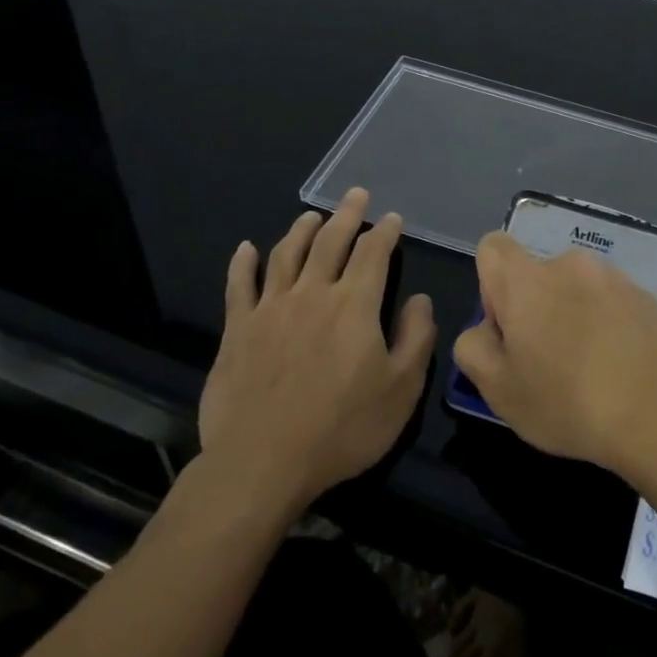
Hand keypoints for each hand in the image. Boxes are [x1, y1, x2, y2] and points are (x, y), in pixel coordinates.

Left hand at [197, 188, 435, 518]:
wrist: (262, 462)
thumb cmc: (342, 428)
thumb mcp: (401, 390)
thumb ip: (416, 338)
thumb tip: (420, 299)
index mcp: (355, 305)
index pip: (373, 254)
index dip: (384, 232)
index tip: (392, 218)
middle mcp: (313, 293)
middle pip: (330, 242)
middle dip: (346, 215)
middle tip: (355, 195)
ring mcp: (270, 308)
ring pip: (286, 254)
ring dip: (301, 230)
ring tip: (312, 215)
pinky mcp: (237, 329)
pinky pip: (239, 285)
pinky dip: (243, 263)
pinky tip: (245, 248)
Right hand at [451, 232, 656, 475]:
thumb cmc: (569, 402)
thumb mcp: (498, 390)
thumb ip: (473, 348)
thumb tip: (486, 330)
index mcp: (527, 280)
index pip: (493, 248)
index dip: (490, 287)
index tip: (509, 330)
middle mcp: (570, 264)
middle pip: (537, 274)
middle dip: (535, 308)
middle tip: (547, 362)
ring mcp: (615, 278)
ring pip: (577, 289)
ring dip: (574, 316)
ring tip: (590, 370)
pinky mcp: (648, 297)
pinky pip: (613, 303)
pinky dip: (609, 325)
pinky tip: (621, 369)